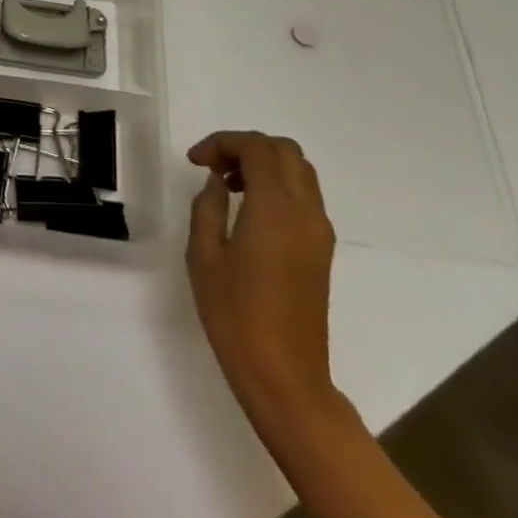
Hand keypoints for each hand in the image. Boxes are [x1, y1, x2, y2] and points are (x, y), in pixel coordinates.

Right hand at [186, 131, 337, 421]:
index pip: (257, 148)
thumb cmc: (235, 315)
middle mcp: (305, 212)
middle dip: (246, 147)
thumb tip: (218, 183)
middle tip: (214, 167)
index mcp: (275, 210)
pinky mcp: (322, 250)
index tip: (195, 161)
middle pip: (284, 150)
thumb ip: (208, 208)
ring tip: (229, 185)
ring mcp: (319, 232)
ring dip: (264, 164)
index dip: (222, 143)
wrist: (285, 375)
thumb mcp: (204, 256)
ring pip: (299, 171)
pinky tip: (249, 209)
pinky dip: (278, 185)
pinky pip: (305, 196)